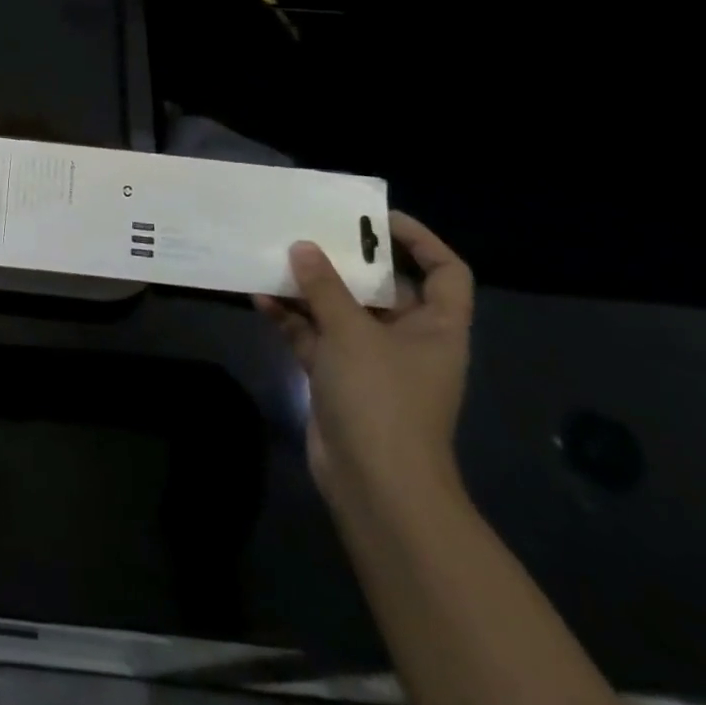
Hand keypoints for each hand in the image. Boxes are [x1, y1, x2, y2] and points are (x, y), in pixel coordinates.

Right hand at [255, 212, 472, 514]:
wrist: (376, 487)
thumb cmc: (382, 399)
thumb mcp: (353, 332)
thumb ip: (325, 286)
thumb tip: (303, 246)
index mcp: (435, 327)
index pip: (446, 272)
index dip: (420, 239)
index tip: (376, 218)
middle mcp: (407, 339)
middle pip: (382, 287)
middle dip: (345, 260)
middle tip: (309, 229)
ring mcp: (371, 360)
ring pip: (340, 310)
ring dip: (308, 287)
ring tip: (274, 257)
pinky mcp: (338, 378)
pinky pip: (314, 335)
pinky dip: (290, 317)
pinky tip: (259, 297)